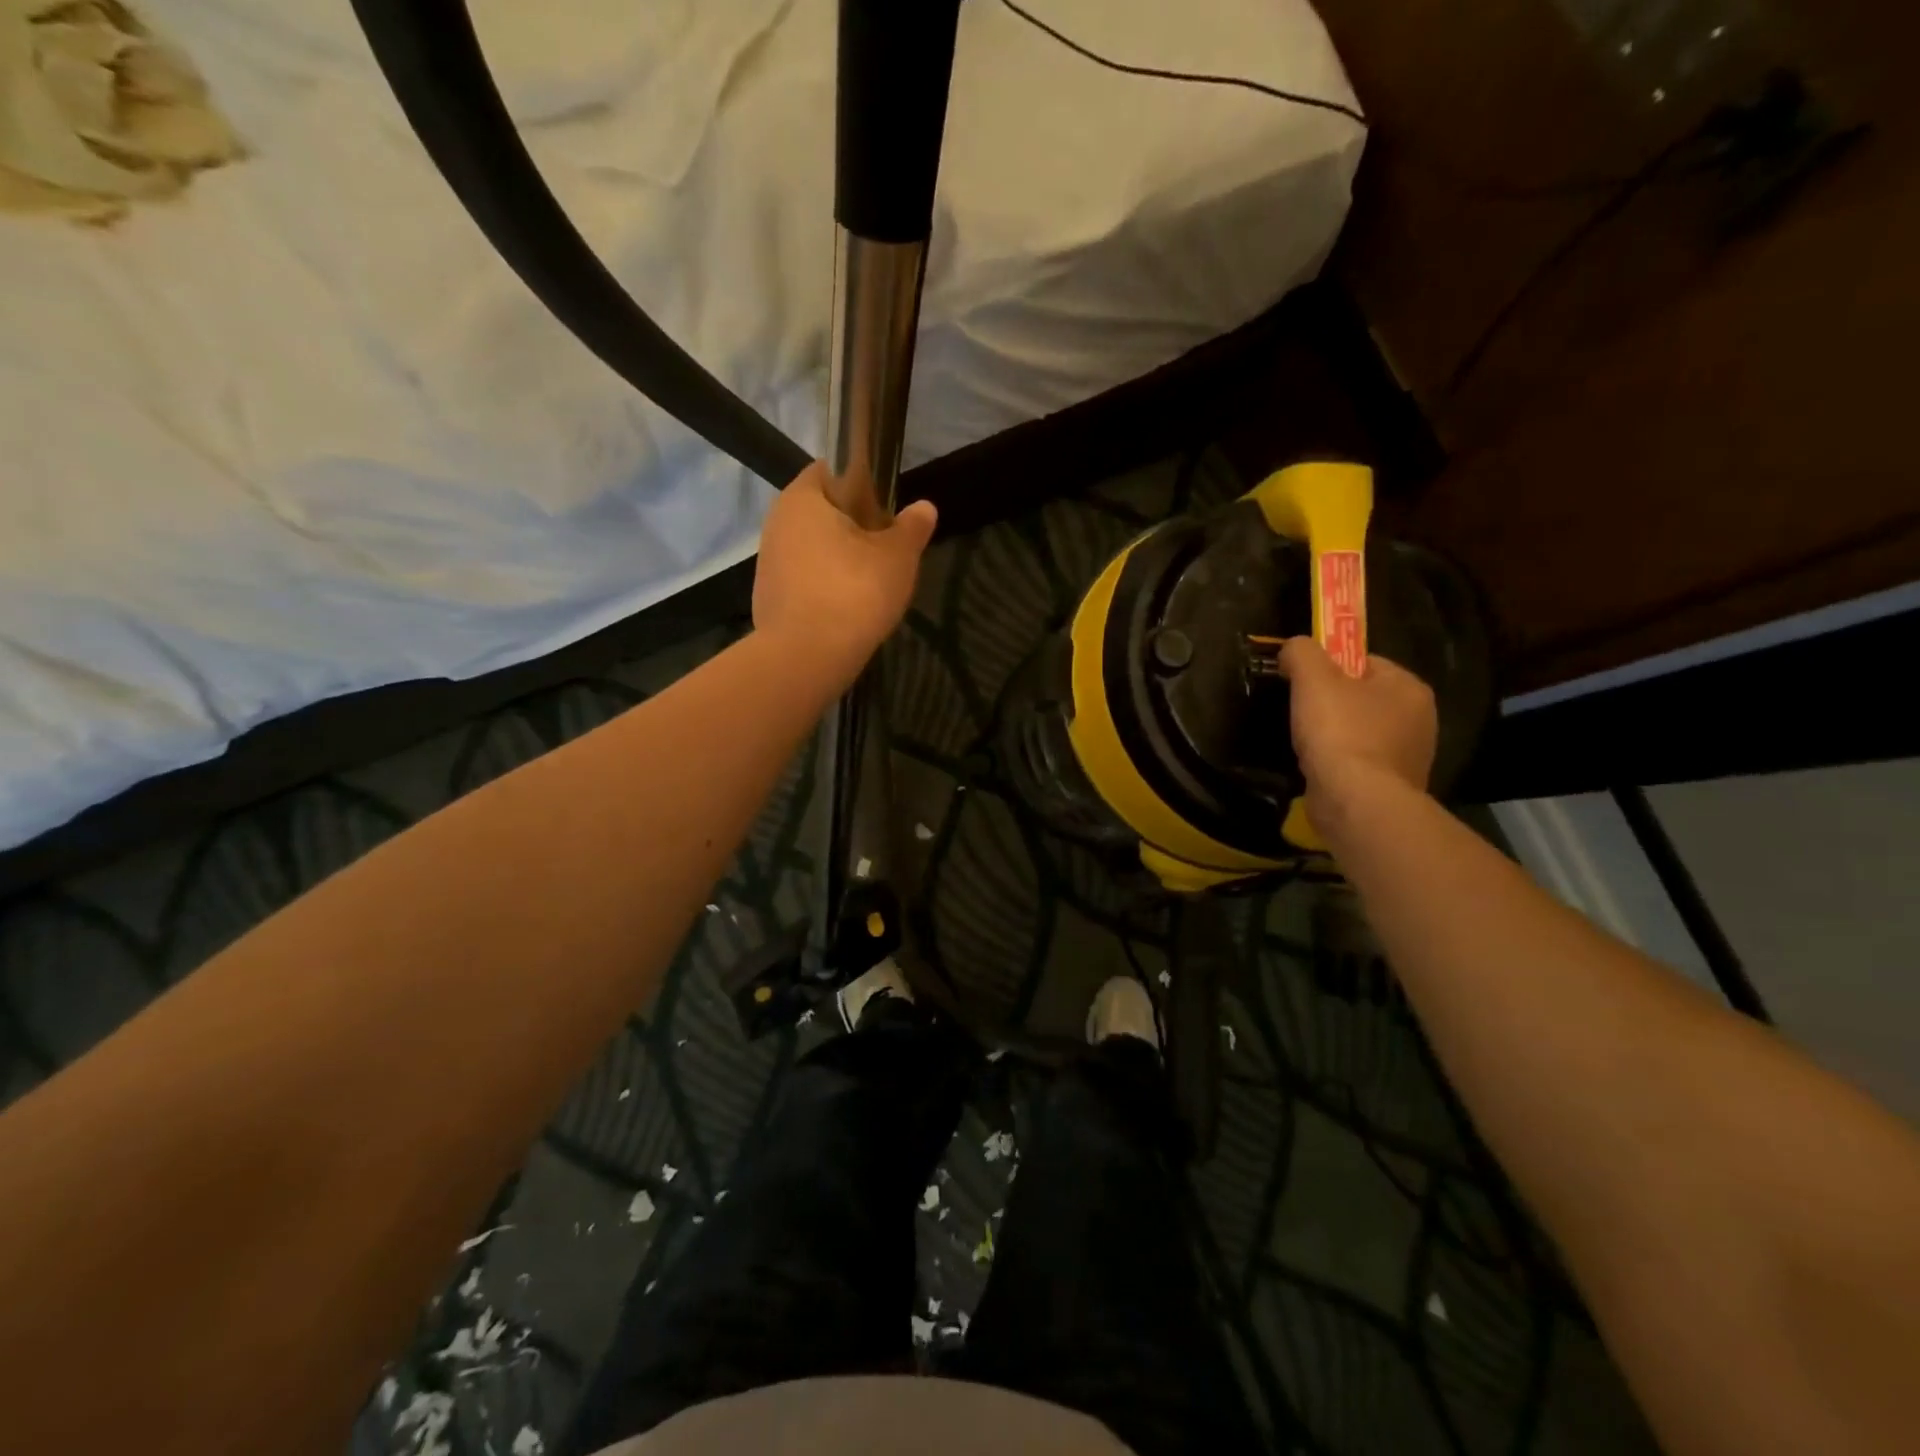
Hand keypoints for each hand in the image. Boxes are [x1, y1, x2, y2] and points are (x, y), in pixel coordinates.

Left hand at [752, 462, 937, 688]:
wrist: (807, 657)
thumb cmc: (854, 591)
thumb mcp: (898, 556)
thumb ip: (912, 528)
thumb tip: (924, 508)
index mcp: (802, 498)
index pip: (829, 471)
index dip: (860, 484)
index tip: (884, 510)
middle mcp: (776, 523)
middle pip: (821, 513)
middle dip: (851, 527)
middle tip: (884, 551)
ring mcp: (768, 562)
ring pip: (811, 549)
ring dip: (837, 561)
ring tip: (868, 586)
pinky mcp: (767, 598)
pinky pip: (803, 582)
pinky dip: (823, 589)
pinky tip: (846, 611)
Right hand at [1277, 637, 1437, 827]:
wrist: (1357, 802)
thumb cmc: (1340, 732)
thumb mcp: (1313, 678)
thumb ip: (1301, 652)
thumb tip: (1293, 648)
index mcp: (1409, 687)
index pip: (1364, 662)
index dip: (1328, 667)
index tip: (1301, 682)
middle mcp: (1419, 719)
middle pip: (1361, 698)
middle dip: (1330, 704)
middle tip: (1299, 713)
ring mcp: (1409, 756)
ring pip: (1360, 733)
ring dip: (1333, 737)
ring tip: (1305, 745)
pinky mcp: (1392, 787)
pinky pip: (1358, 764)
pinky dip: (1338, 764)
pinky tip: (1318, 769)